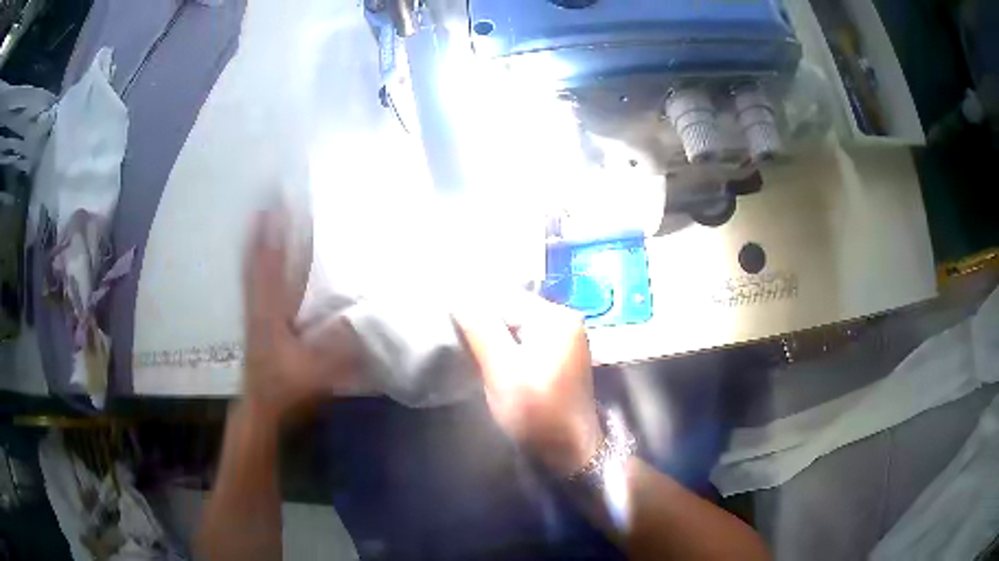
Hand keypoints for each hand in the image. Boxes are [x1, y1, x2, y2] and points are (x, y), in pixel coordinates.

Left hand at [242, 207, 361, 423]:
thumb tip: (364, 317)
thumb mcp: (316, 371)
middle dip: (262, 228)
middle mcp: (258, 303)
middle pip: (256, 258)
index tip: (279, 205)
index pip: (271, 266)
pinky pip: (251, 282)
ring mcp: (253, 310)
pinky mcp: (253, 318)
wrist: (260, 406)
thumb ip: (339, 348)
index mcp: (271, 312)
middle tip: (269, 199)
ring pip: (251, 268)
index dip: (274, 235)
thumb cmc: (286, 387)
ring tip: (261, 216)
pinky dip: (253, 262)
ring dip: (255, 241)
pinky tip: (257, 254)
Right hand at [454, 294, 602, 475]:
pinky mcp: (559, 359)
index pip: (506, 297)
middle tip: (456, 337)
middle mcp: (565, 321)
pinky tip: (491, 360)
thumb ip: (480, 328)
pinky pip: (526, 342)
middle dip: (484, 322)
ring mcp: (565, 340)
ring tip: (468, 348)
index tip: (447, 319)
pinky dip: (507, 348)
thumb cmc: (536, 411)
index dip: (474, 306)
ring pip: (517, 327)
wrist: (569, 451)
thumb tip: (458, 294)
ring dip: (493, 336)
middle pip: (513, 310)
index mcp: (556, 317)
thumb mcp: (503, 369)